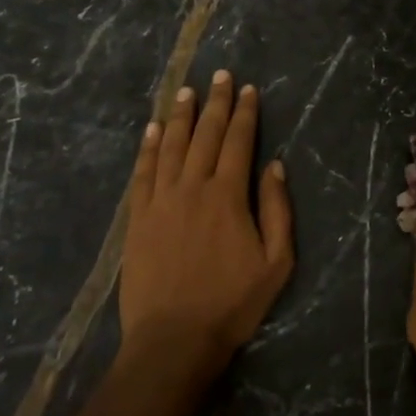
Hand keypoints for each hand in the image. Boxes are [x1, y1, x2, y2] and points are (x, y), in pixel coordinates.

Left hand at [120, 71, 294, 383]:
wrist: (173, 340)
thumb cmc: (232, 303)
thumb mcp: (276, 262)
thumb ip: (277, 210)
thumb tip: (275, 165)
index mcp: (228, 195)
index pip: (238, 141)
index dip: (244, 113)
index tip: (247, 88)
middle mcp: (192, 187)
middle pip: (205, 135)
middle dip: (214, 102)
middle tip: (219, 75)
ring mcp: (160, 201)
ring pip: (170, 146)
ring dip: (179, 115)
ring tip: (186, 90)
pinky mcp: (138, 219)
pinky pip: (143, 173)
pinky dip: (148, 148)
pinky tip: (151, 130)